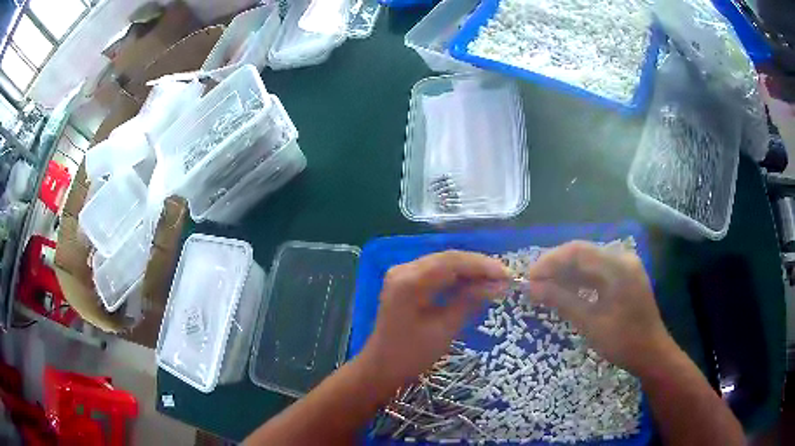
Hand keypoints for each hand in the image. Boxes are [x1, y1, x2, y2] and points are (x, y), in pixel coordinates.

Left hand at [357, 251, 508, 389]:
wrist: (381, 366)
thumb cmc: (411, 354)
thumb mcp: (444, 329)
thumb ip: (470, 301)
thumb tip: (499, 284)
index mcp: (409, 281)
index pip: (451, 262)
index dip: (482, 265)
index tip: (507, 274)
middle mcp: (403, 269)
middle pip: (447, 258)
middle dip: (478, 266)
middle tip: (505, 277)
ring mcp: (402, 273)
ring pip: (443, 263)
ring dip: (469, 269)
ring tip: (495, 279)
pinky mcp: (405, 280)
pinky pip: (435, 271)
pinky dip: (456, 276)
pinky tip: (473, 283)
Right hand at [525, 241, 677, 376]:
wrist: (652, 353)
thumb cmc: (623, 341)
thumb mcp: (590, 323)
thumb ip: (562, 301)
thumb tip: (532, 287)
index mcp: (618, 266)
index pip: (578, 251)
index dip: (550, 261)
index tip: (529, 277)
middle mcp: (622, 259)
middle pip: (583, 253)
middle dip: (556, 266)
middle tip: (533, 284)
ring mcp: (625, 267)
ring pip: (588, 262)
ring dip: (566, 274)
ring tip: (544, 288)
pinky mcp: (624, 277)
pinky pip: (597, 272)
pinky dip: (579, 280)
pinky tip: (565, 291)